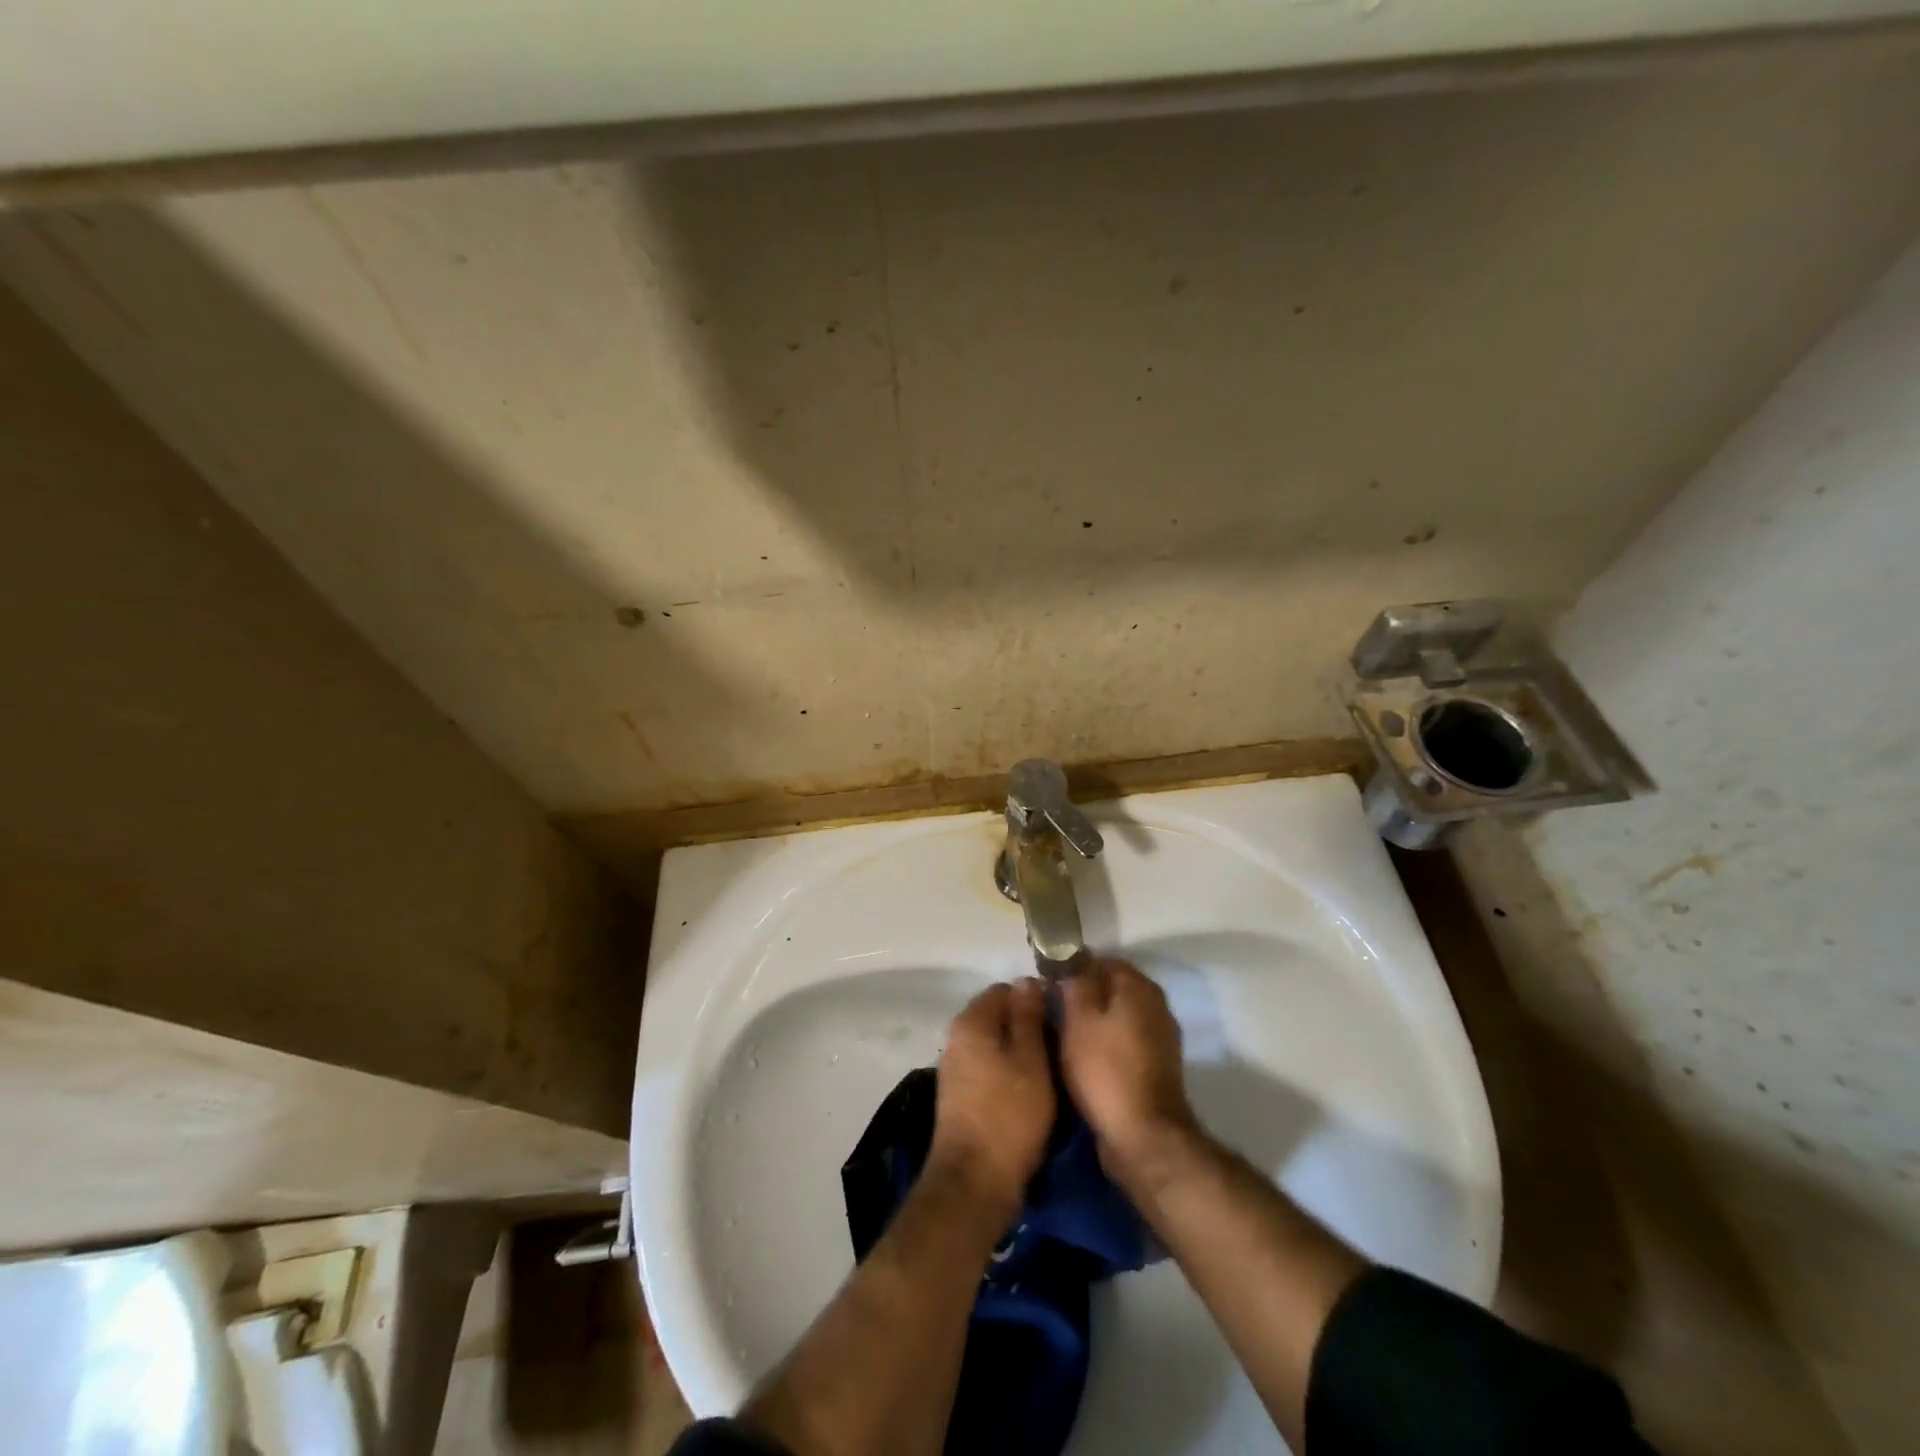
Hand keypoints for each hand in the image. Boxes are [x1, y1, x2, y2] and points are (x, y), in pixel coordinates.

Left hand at [928, 980, 1054, 1218]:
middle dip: (1028, 1026)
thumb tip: (1026, 980)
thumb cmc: (1009, 1114)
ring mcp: (956, 1069)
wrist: (975, 1182)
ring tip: (1052, 1071)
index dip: (1034, 998)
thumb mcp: (1031, 1059)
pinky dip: (1010, 1074)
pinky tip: (1032, 1093)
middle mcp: (957, 1039)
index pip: (1005, 989)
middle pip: (998, 1017)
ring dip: (1021, 1053)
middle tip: (1060, 1046)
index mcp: (972, 1022)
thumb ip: (1028, 1017)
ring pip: (995, 1045)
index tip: (1060, 1018)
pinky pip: (990, 1070)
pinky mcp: (961, 1096)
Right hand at [1059, 960, 1199, 1187]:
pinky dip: (1106, 1043)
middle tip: (1051, 1010)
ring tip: (1062, 1036)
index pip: (1102, 960)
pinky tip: (1084, 1058)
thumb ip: (1075, 982)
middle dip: (1083, 995)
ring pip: (1118, 1015)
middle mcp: (1156, 1005)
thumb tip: (1072, 959)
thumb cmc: (1105, 1069)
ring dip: (1093, 1021)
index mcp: (1138, 987)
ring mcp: (1160, 1037)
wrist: (1143, 1136)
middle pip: (1112, 988)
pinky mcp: (1157, 1066)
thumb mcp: (1079, 1019)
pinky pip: (1125, 1041)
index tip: (1048, 983)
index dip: (1073, 968)